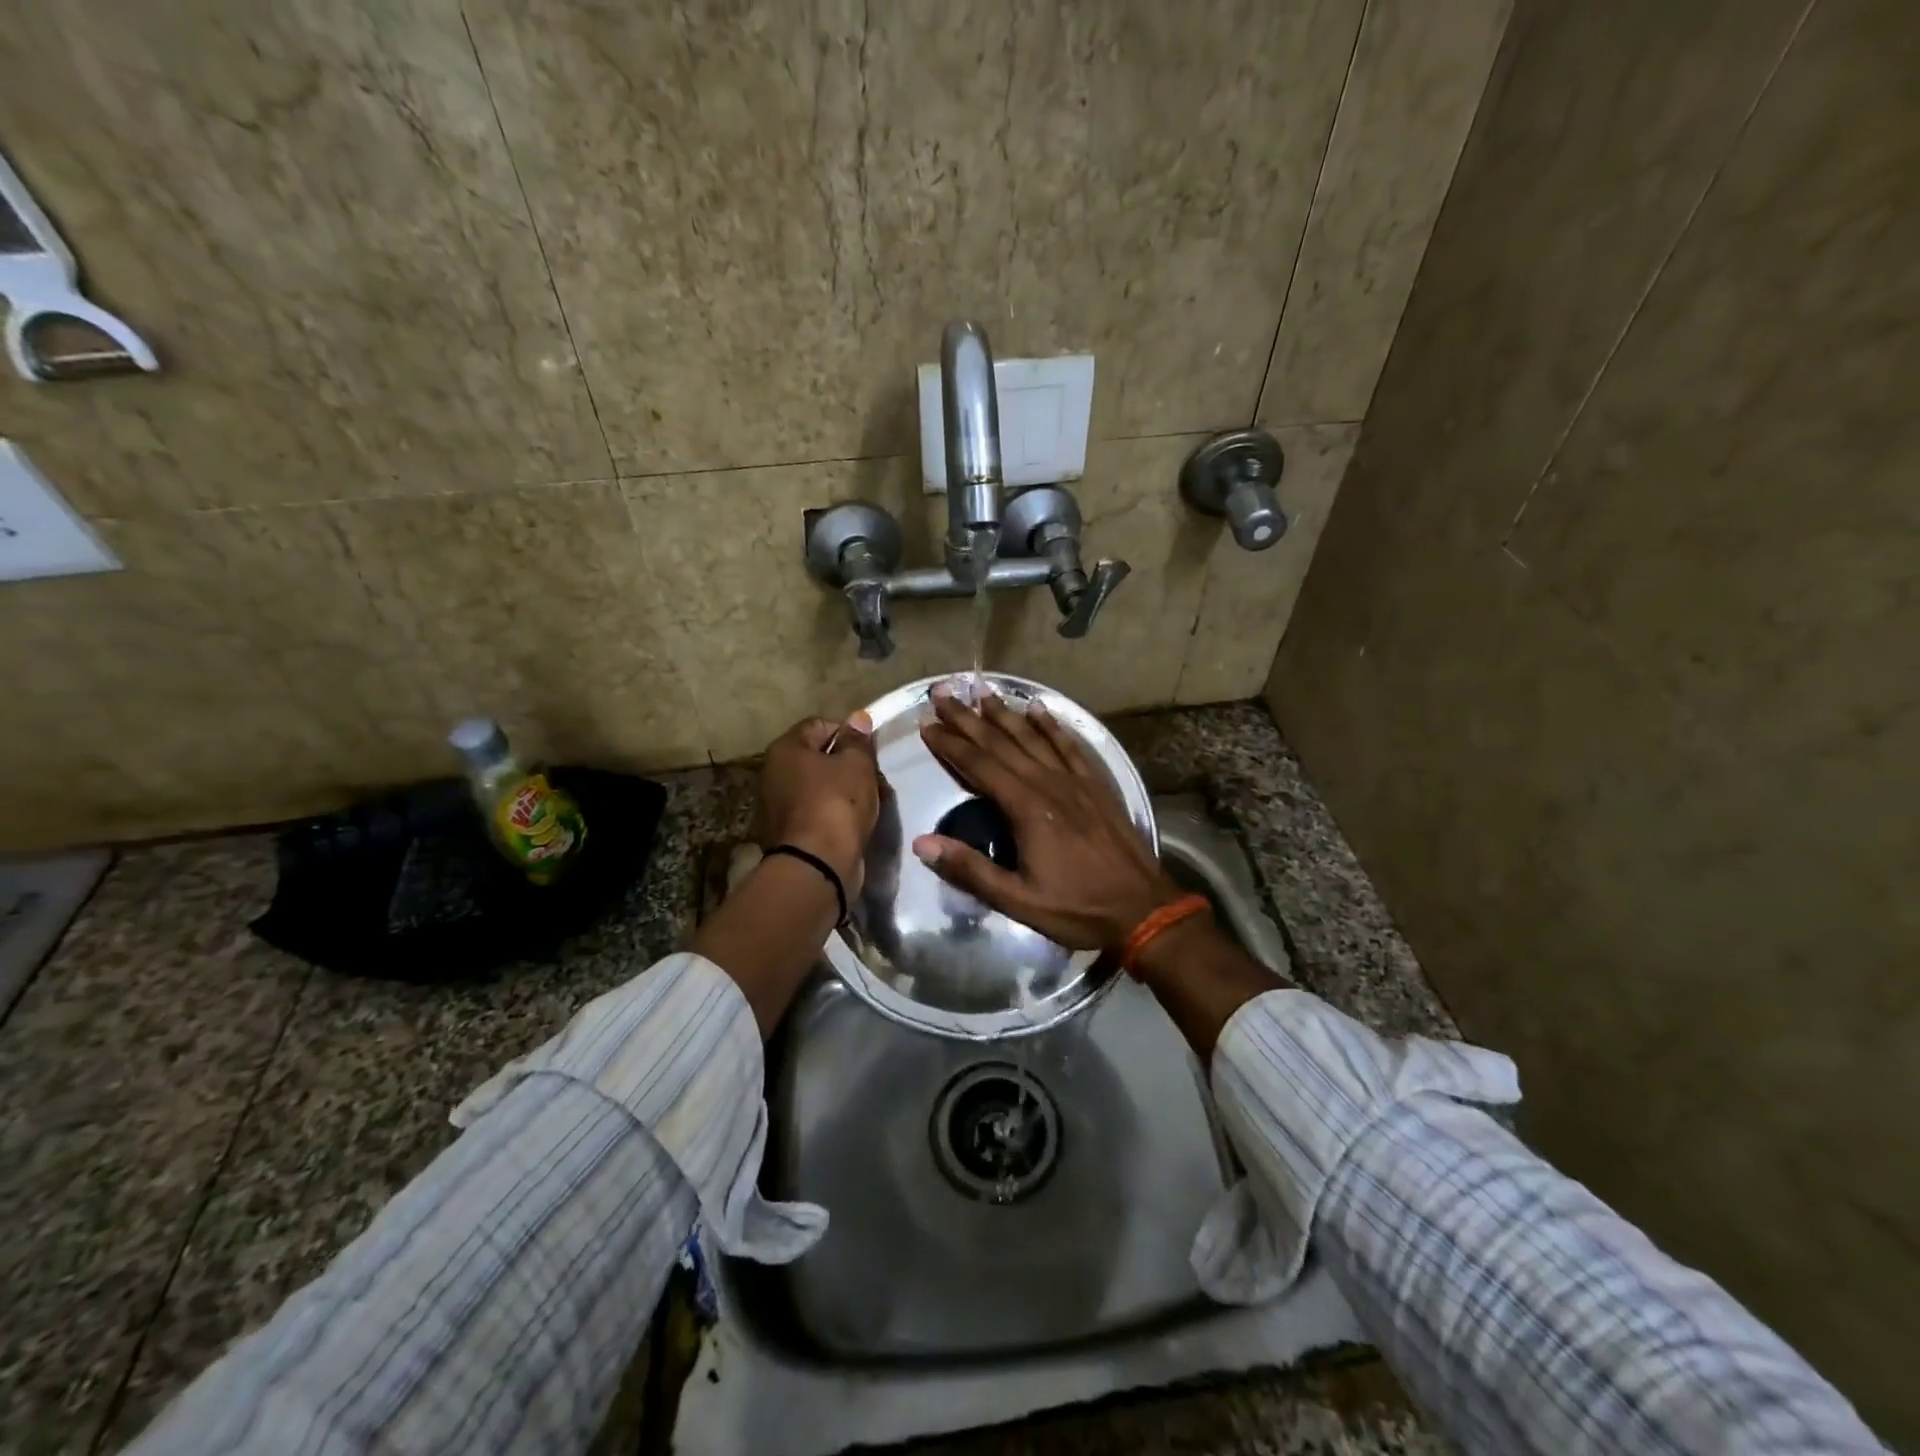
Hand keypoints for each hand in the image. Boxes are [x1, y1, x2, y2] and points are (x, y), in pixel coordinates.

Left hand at [753, 713, 881, 891]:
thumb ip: (858, 740)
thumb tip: (857, 718)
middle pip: (818, 758)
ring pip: (819, 786)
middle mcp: (773, 773)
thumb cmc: (837, 804)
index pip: (819, 725)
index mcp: (785, 749)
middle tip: (875, 777)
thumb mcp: (856, 765)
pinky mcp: (788, 833)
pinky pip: (817, 811)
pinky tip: (856, 822)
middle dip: (849, 764)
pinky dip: (835, 813)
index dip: (848, 732)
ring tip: (872, 801)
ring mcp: (777, 805)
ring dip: (845, 790)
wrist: (817, 865)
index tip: (870, 750)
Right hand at [912, 684, 1183, 950]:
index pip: (979, 766)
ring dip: (1005, 713)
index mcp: (1026, 808)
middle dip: (969, 717)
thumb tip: (922, 843)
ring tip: (982, 691)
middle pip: (1002, 742)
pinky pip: (1069, 746)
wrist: (1143, 908)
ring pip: (1034, 737)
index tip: (927, 723)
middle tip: (943, 693)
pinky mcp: (1096, 785)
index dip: (951, 744)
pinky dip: (1052, 725)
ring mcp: (1075, 781)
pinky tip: (1039, 709)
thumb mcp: (1018, 900)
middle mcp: (1048, 783)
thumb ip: (970, 870)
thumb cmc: (1077, 908)